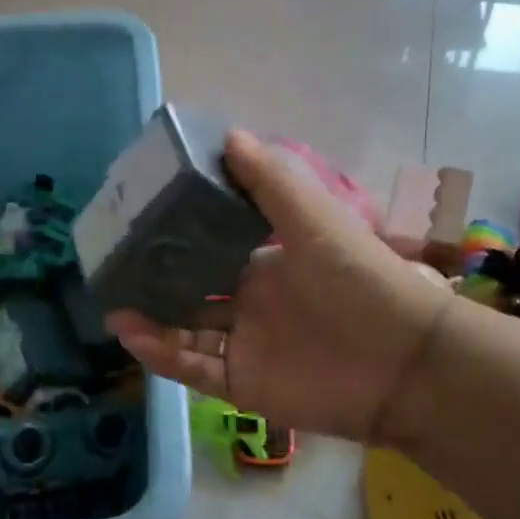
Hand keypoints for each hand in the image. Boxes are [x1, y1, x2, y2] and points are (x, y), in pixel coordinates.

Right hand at [108, 131, 454, 447]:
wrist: (405, 363)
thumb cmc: (359, 280)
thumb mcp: (316, 221)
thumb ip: (272, 181)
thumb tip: (228, 133)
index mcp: (267, 263)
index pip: (212, 248)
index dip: (179, 238)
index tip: (141, 222)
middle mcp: (251, 303)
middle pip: (192, 293)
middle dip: (156, 284)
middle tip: (114, 270)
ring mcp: (246, 346)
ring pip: (185, 333)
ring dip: (151, 321)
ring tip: (115, 307)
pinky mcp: (244, 385)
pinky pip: (194, 370)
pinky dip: (164, 356)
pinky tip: (134, 336)